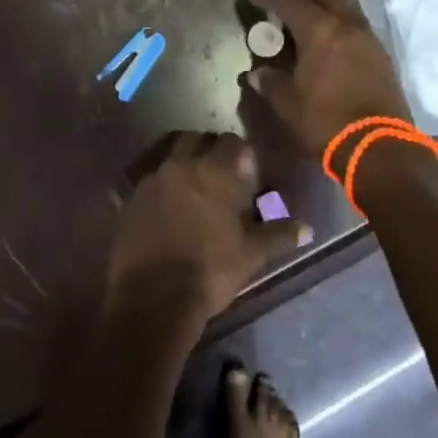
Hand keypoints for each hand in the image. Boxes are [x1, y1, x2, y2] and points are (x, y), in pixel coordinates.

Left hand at [106, 133, 310, 325]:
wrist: (153, 298)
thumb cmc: (210, 271)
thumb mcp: (251, 255)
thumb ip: (278, 235)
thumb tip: (307, 228)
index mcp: (212, 172)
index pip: (231, 143)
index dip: (241, 153)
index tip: (247, 170)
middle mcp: (179, 165)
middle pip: (195, 139)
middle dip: (209, 148)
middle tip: (220, 172)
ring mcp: (151, 180)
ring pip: (168, 154)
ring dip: (182, 161)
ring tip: (193, 184)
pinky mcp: (130, 198)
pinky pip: (148, 177)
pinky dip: (161, 183)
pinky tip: (168, 204)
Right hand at [244, 0, 411, 156]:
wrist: (379, 149)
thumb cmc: (326, 122)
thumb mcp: (288, 105)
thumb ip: (271, 83)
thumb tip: (257, 74)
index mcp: (320, 31)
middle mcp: (347, 25)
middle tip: (288, 7)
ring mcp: (368, 39)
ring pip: (346, 6)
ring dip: (325, 8)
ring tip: (307, 30)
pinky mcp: (382, 56)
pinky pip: (357, 27)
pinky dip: (340, 28)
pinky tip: (328, 50)